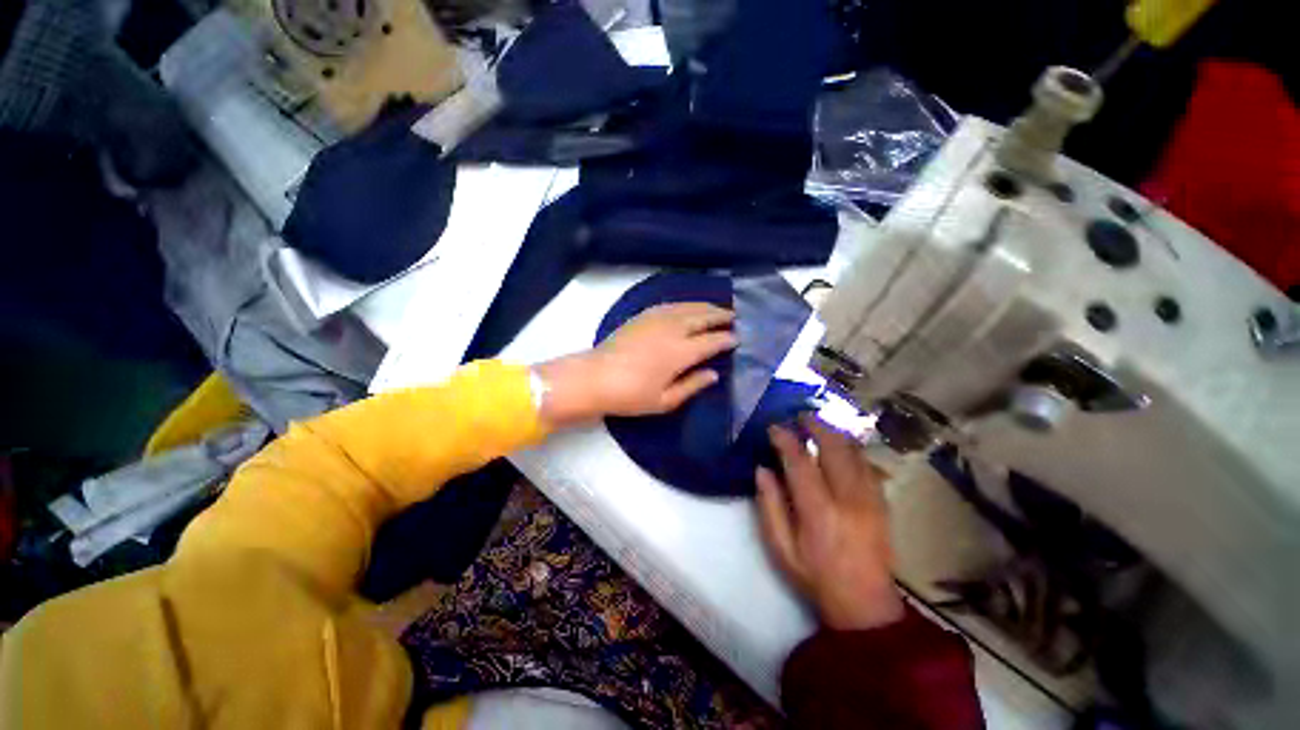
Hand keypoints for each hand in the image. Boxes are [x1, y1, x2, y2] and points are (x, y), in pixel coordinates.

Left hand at [534, 302, 736, 426]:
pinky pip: (670, 305)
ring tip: (717, 308)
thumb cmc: (630, 395)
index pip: (711, 342)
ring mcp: (655, 319)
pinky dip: (684, 304)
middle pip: (702, 317)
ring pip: (687, 307)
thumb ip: (692, 386)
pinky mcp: (642, 316)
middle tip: (734, 316)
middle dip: (720, 315)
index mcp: (680, 353)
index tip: (737, 339)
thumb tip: (714, 374)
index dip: (726, 339)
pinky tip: (687, 307)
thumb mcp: (664, 401)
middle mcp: (672, 330)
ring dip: (704, 306)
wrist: (594, 378)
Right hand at [756, 415, 904, 630]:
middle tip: (800, 416)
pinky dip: (852, 449)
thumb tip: (763, 469)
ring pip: (855, 452)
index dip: (786, 439)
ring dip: (836, 433)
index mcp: (819, 512)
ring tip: (819, 425)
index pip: (800, 463)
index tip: (774, 427)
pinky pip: (869, 465)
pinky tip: (842, 446)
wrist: (866, 606)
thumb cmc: (816, 577)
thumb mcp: (781, 549)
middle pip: (835, 449)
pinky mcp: (883, 503)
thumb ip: (770, 506)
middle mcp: (848, 499)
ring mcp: (871, 500)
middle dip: (816, 426)